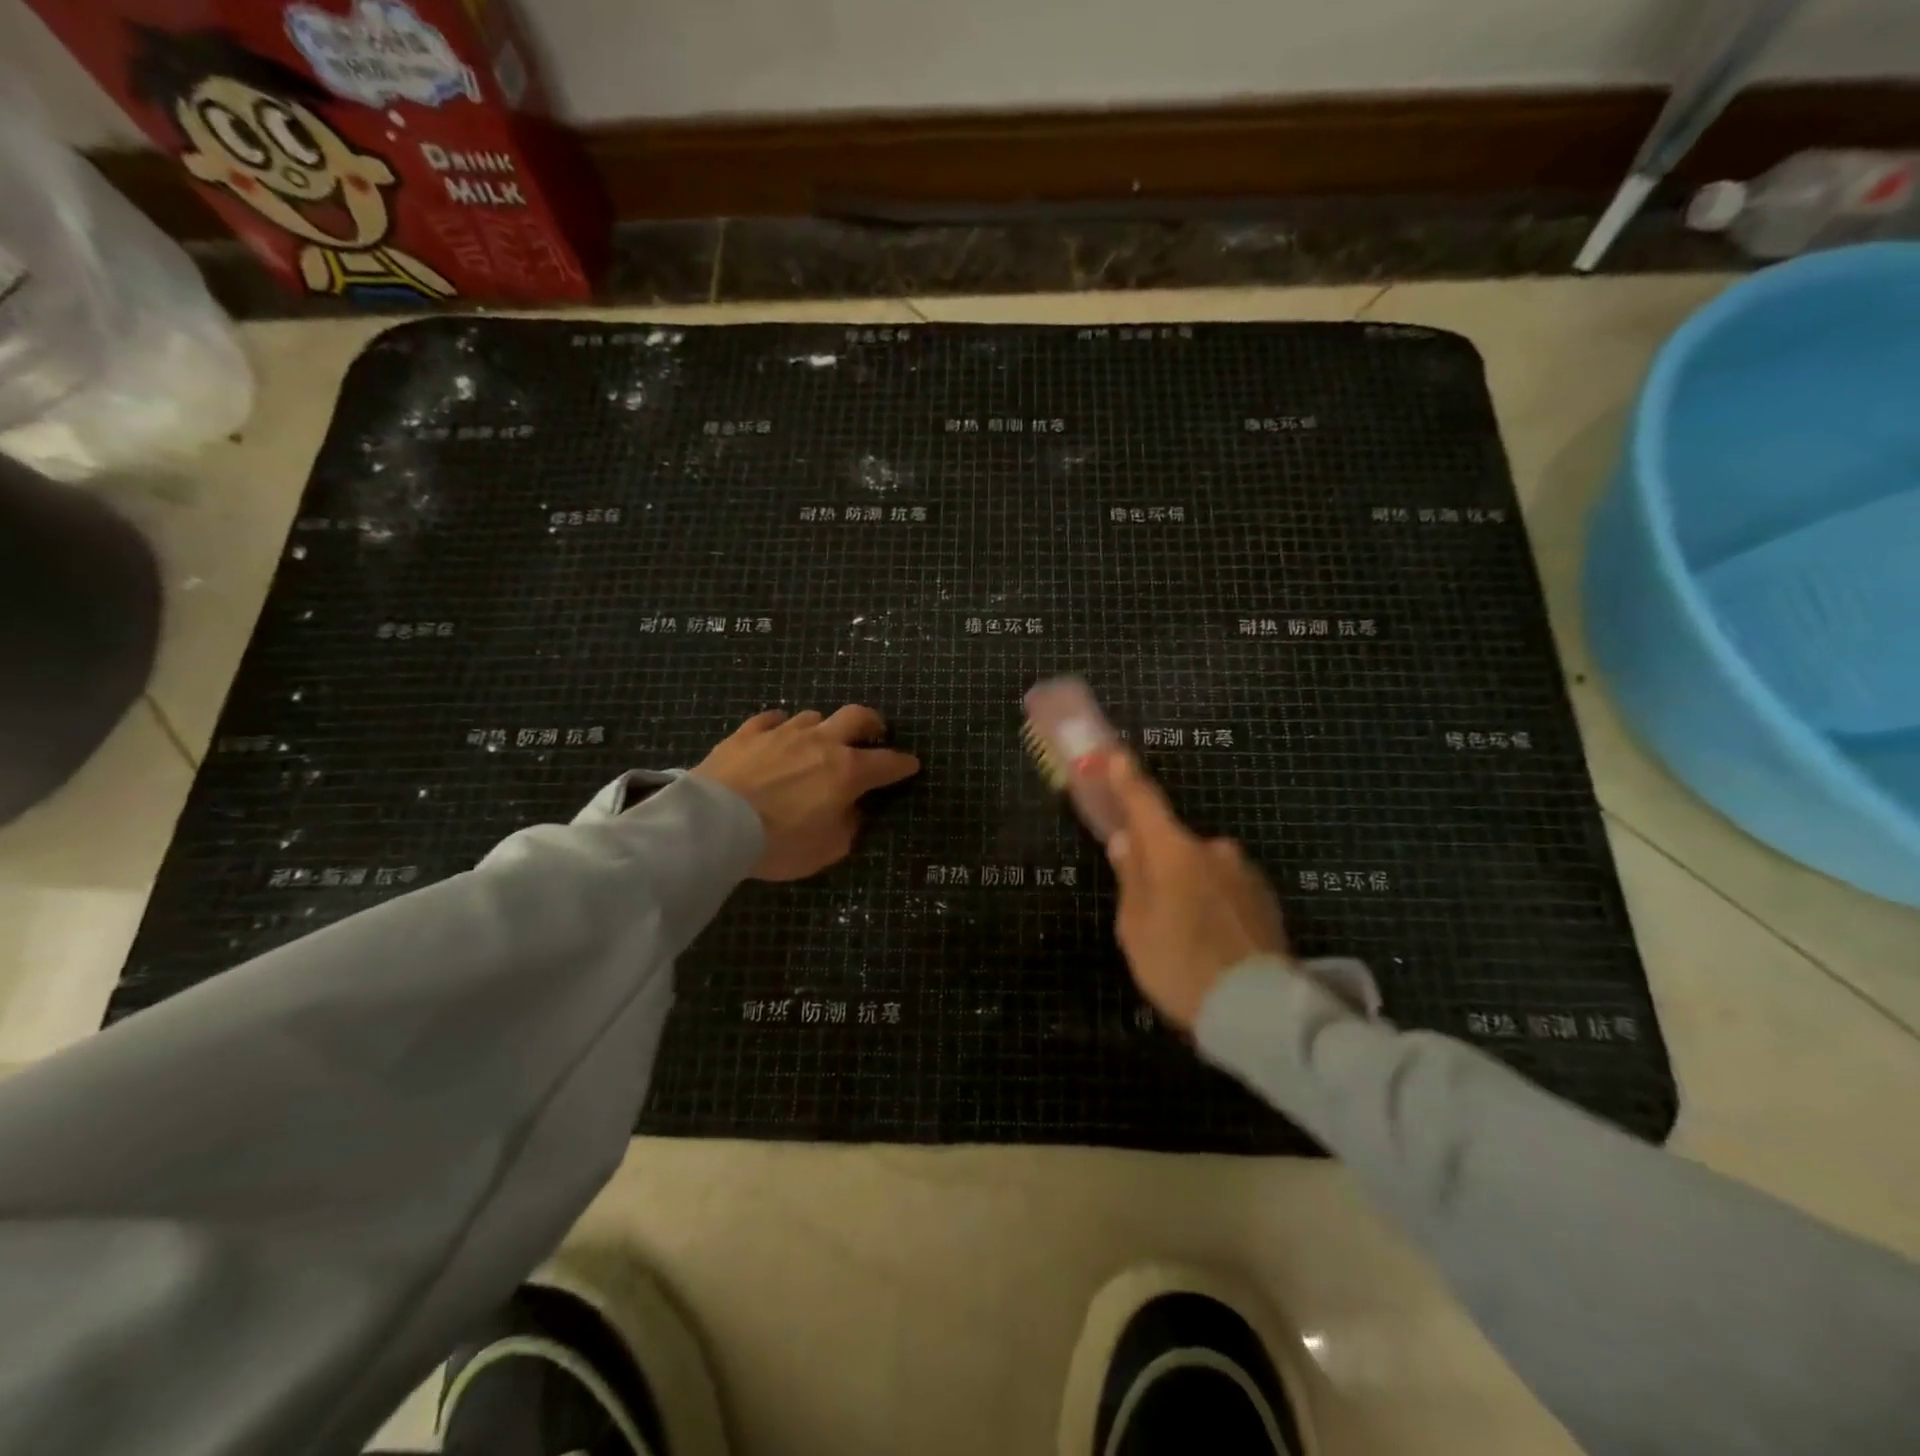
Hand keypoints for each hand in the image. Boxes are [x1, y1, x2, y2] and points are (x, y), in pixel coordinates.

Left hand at [692, 706, 920, 880]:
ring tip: (819, 741)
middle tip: (874, 733)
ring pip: (814, 716)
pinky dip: (781, 726)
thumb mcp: (826, 850)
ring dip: (824, 727)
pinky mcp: (747, 733)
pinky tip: (778, 735)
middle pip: (857, 716)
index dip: (903, 764)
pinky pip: (772, 719)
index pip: (887, 762)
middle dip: (872, 723)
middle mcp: (820, 742)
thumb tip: (851, 810)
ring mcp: (782, 733)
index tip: (910, 765)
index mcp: (847, 771)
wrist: (713, 824)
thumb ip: (848, 827)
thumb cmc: (778, 843)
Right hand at [1105, 754, 1291, 1029]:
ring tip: (1184, 934)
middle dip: (1158, 862)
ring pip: (1202, 868)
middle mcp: (1212, 849)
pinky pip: (1225, 887)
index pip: (1144, 801)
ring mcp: (1244, 872)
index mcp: (1173, 852)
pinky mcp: (1265, 897)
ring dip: (1188, 886)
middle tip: (1148, 903)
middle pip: (1173, 844)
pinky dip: (1213, 902)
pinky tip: (1211, 939)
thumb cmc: (1179, 965)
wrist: (1258, 1010)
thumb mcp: (1135, 927)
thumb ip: (1131, 878)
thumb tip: (1126, 842)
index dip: (1126, 778)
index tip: (1115, 755)